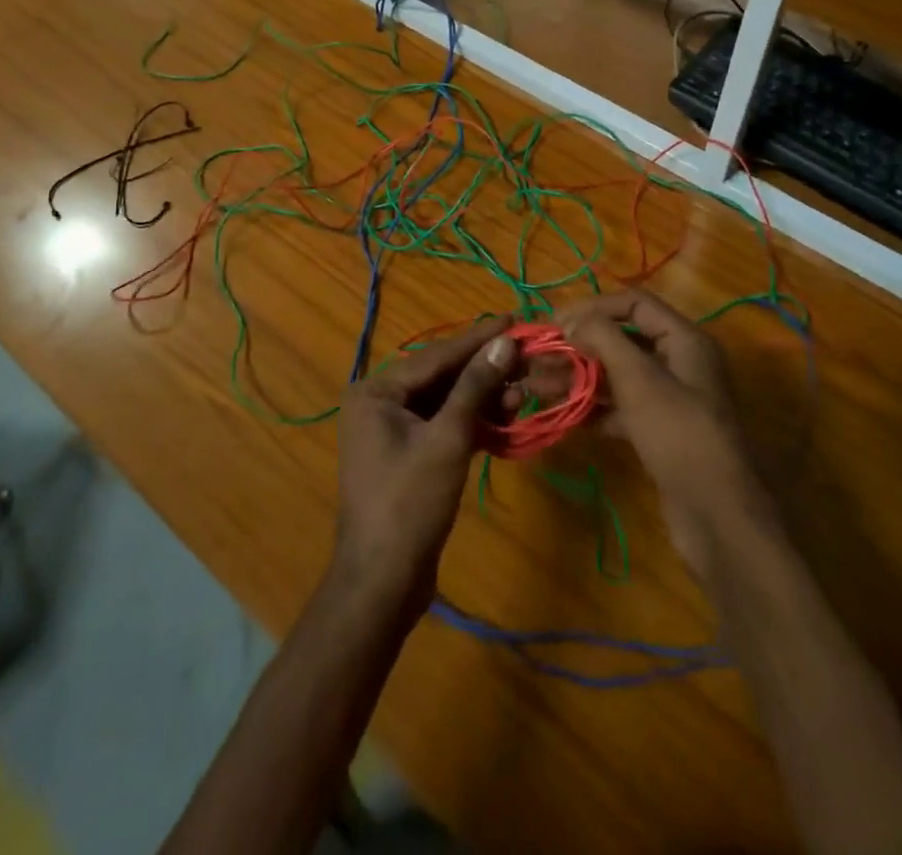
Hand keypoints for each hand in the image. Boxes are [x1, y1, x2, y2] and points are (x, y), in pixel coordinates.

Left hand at [332, 317, 517, 614]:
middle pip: (441, 375)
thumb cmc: (410, 504)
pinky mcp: (408, 453)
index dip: (478, 339)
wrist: (383, 583)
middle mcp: (379, 402)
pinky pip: (443, 424)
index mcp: (376, 391)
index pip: (436, 355)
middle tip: (525, 354)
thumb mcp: (448, 439)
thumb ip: (475, 387)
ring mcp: (391, 429)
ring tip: (522, 391)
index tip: (513, 319)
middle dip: (484, 369)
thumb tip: (504, 342)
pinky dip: (472, 421)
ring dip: (482, 397)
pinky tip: (504, 417)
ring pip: (445, 400)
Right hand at [553, 291, 776, 582]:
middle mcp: (679, 363)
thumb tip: (571, 319)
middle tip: (537, 357)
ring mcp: (670, 400)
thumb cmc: (679, 434)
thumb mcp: (640, 379)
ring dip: (578, 377)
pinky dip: (593, 408)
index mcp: (684, 340)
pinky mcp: (660, 432)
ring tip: (537, 385)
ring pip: (617, 376)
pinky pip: (621, 408)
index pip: (634, 304)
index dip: (593, 307)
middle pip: (622, 340)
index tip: (554, 322)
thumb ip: (603, 339)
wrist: (718, 518)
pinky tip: (564, 414)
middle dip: (578, 346)